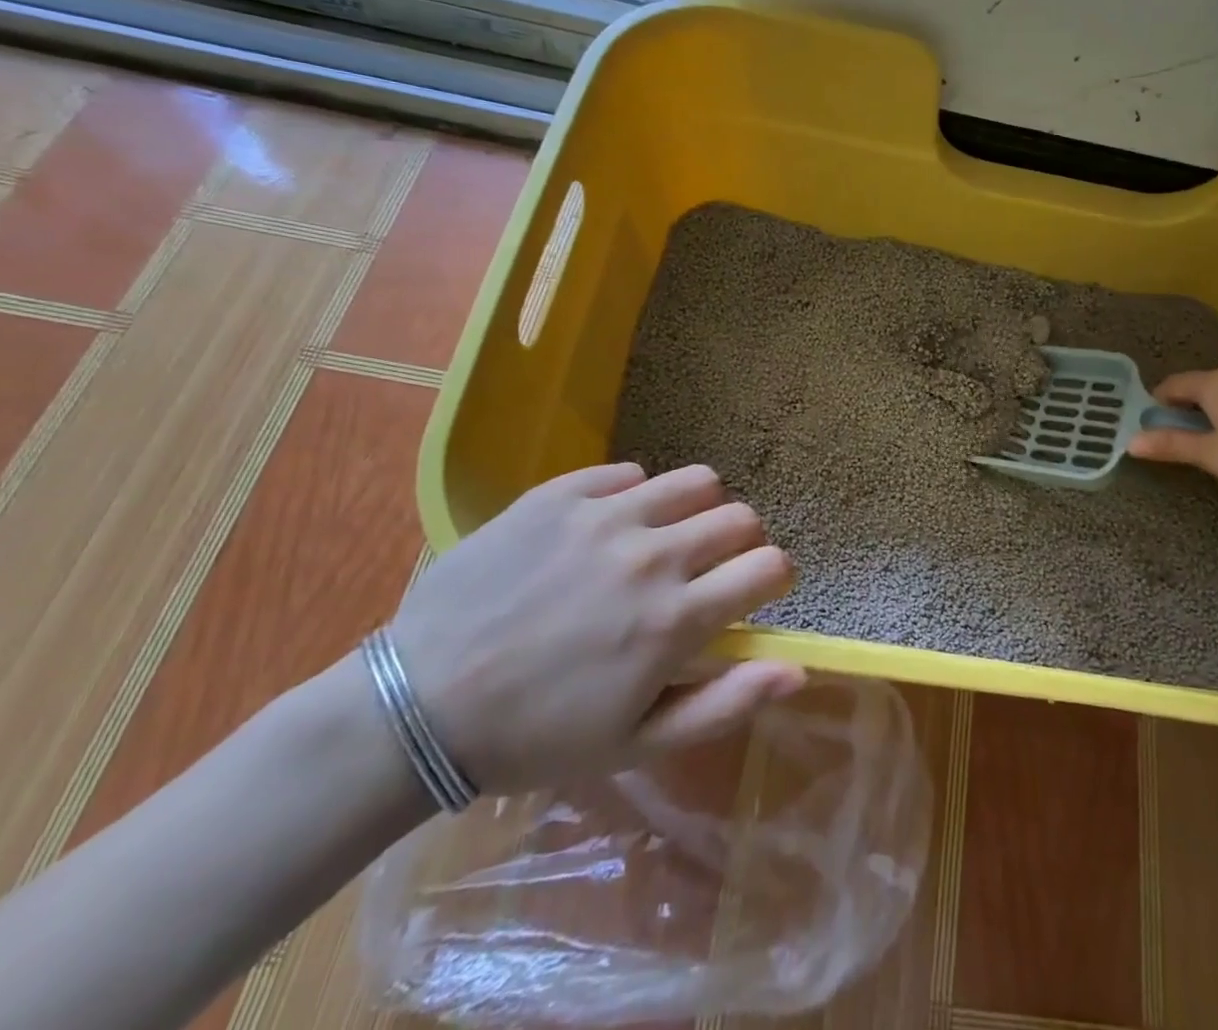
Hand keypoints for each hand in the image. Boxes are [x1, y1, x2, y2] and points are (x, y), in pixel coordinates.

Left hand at [386, 462, 802, 793]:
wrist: (418, 705)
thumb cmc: (535, 737)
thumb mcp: (636, 744)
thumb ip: (725, 703)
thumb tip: (798, 670)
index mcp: (673, 619)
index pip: (769, 566)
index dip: (774, 578)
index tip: (755, 591)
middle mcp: (650, 555)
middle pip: (740, 517)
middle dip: (740, 544)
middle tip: (708, 571)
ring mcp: (604, 516)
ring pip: (696, 480)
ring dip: (698, 509)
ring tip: (667, 537)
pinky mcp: (561, 493)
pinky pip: (629, 473)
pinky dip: (635, 496)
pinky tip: (606, 529)